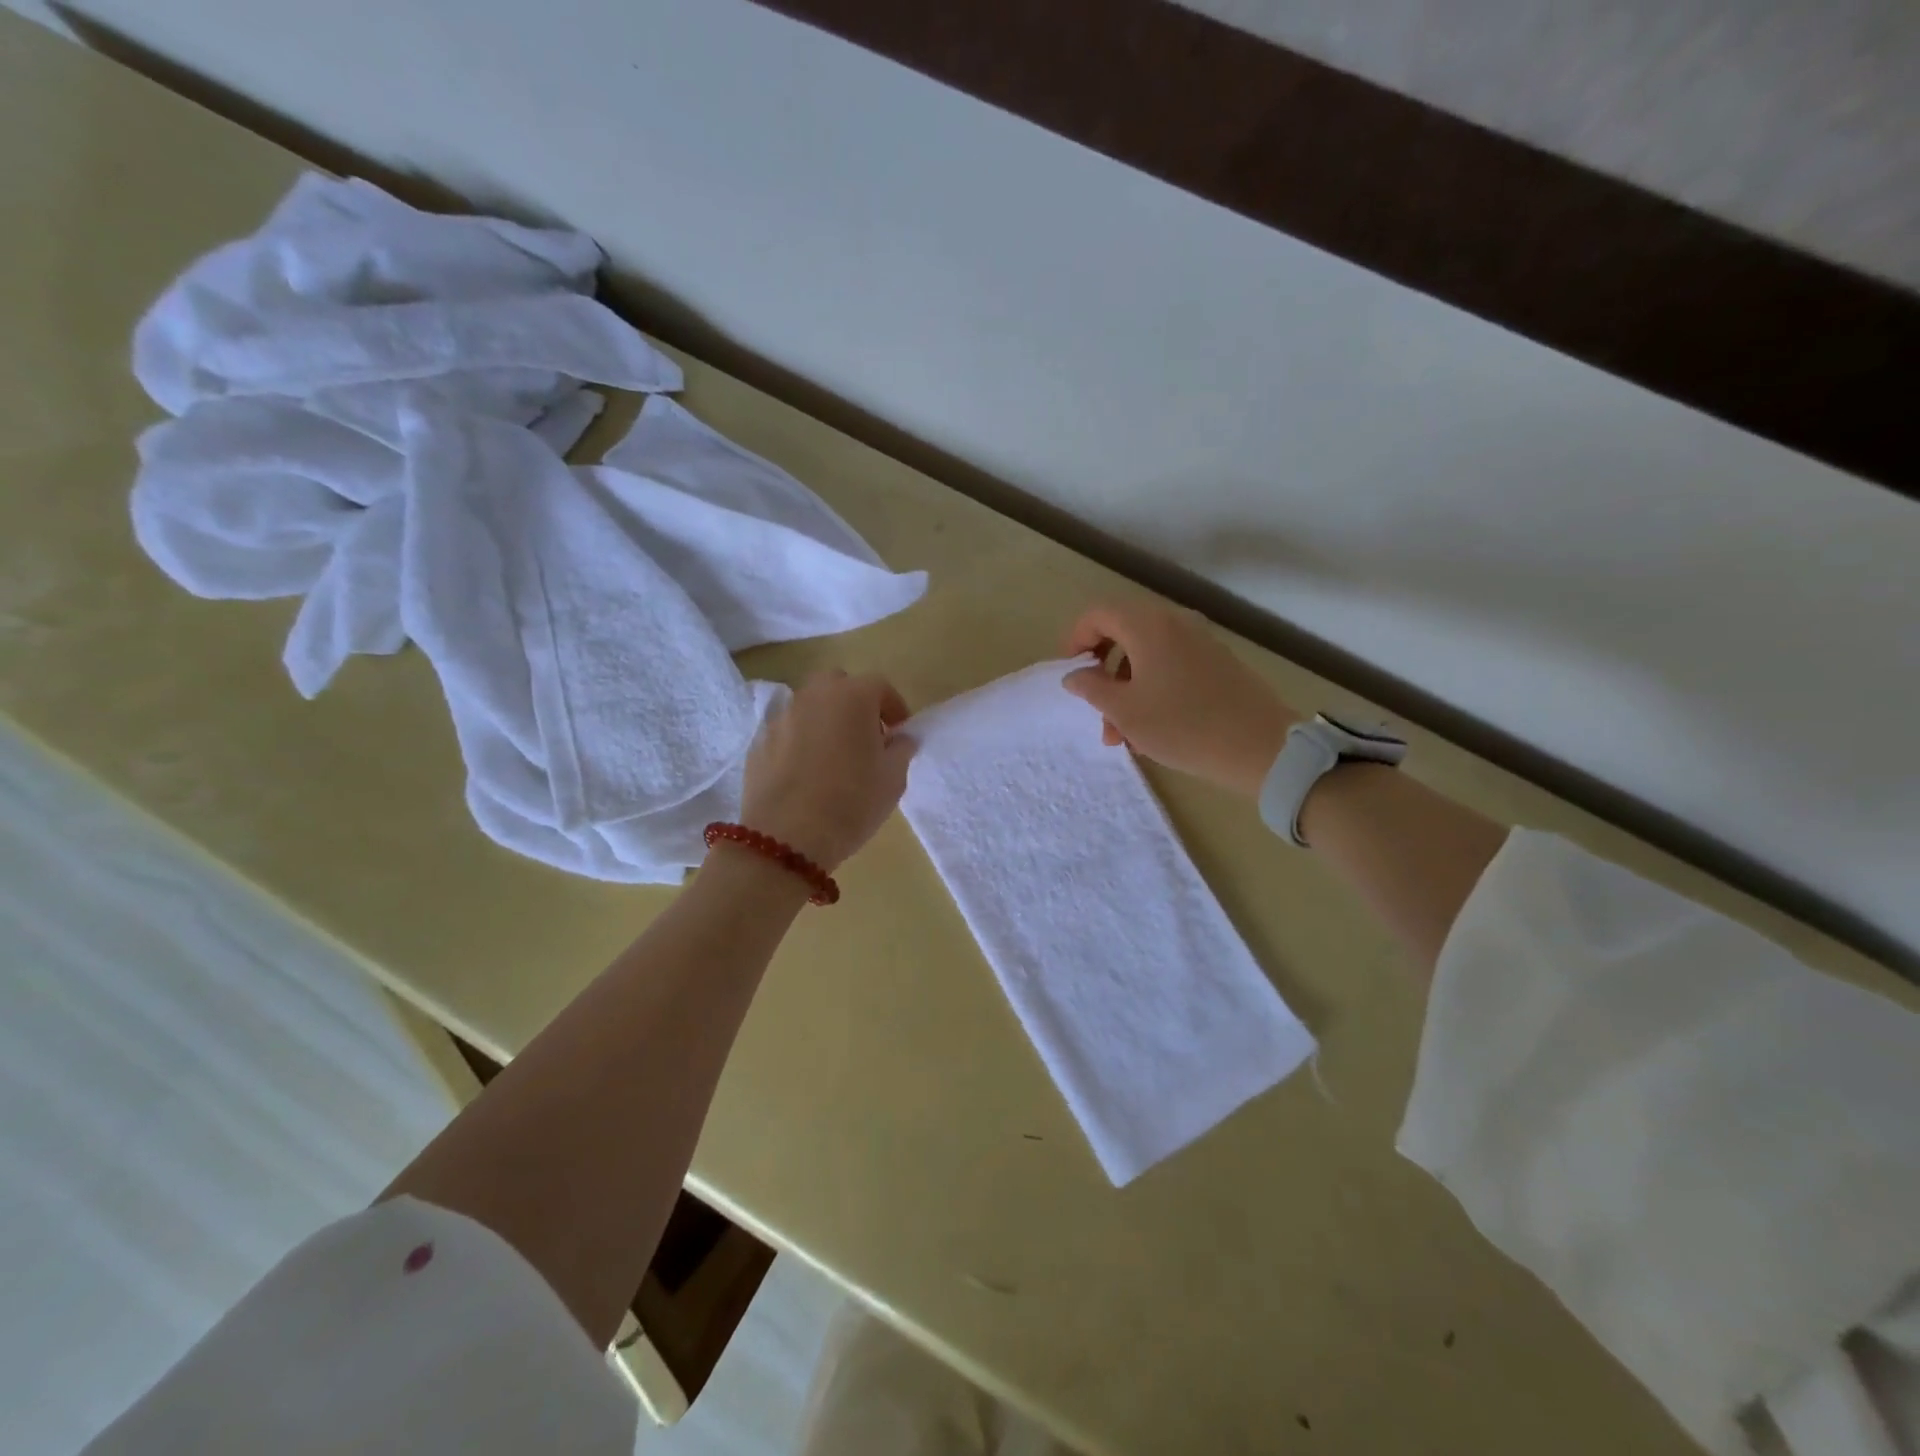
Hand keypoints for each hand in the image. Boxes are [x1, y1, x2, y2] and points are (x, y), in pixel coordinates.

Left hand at [738, 671, 914, 870]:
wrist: (785, 839)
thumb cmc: (851, 803)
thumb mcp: (892, 780)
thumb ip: (901, 750)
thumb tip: (900, 738)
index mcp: (852, 697)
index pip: (880, 686)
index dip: (894, 707)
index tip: (899, 733)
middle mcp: (813, 696)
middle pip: (838, 685)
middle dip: (854, 703)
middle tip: (865, 737)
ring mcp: (781, 717)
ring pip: (809, 706)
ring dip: (825, 720)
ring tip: (833, 756)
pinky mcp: (758, 741)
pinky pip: (787, 731)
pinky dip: (800, 741)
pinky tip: (805, 773)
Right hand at [1061, 600, 1298, 797]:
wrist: (1261, 747)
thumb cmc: (1183, 726)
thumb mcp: (1125, 711)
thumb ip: (1091, 688)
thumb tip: (1074, 674)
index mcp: (1148, 625)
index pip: (1098, 614)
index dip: (1076, 640)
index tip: (1071, 674)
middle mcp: (1174, 622)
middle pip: (1122, 633)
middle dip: (1102, 673)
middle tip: (1095, 709)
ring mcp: (1200, 642)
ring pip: (1146, 656)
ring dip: (1125, 690)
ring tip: (1122, 737)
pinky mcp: (1217, 663)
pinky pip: (1171, 666)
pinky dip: (1151, 690)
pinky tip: (1151, 731)